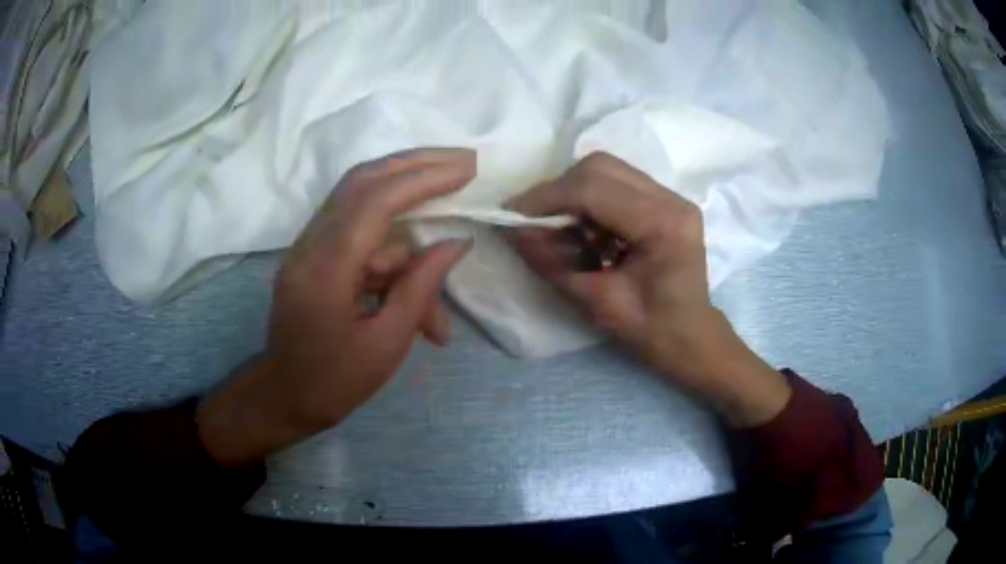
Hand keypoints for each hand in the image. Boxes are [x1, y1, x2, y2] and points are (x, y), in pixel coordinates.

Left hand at [197, 148, 474, 465]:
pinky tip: (416, 313)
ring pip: (365, 212)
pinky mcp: (314, 255)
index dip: (422, 179)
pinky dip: (394, 261)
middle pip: (362, 180)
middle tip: (462, 159)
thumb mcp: (386, 345)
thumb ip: (420, 288)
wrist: (284, 397)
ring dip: (410, 246)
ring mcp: (308, 246)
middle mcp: (310, 244)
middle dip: (415, 164)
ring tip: (435, 307)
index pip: (374, 201)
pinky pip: (361, 239)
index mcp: (325, 269)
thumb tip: (456, 243)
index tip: (466, 170)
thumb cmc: (334, 382)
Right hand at [508, 153, 789, 426]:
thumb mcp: (597, 304)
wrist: (692, 337)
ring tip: (559, 229)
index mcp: (664, 226)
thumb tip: (512, 230)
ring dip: (572, 194)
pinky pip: (616, 183)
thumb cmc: (652, 333)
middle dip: (558, 191)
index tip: (511, 214)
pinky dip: (589, 200)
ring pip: (606, 170)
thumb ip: (551, 264)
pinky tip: (585, 231)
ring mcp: (671, 197)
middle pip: (600, 167)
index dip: (546, 198)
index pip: (594, 189)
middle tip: (534, 222)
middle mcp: (672, 200)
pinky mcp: (665, 201)